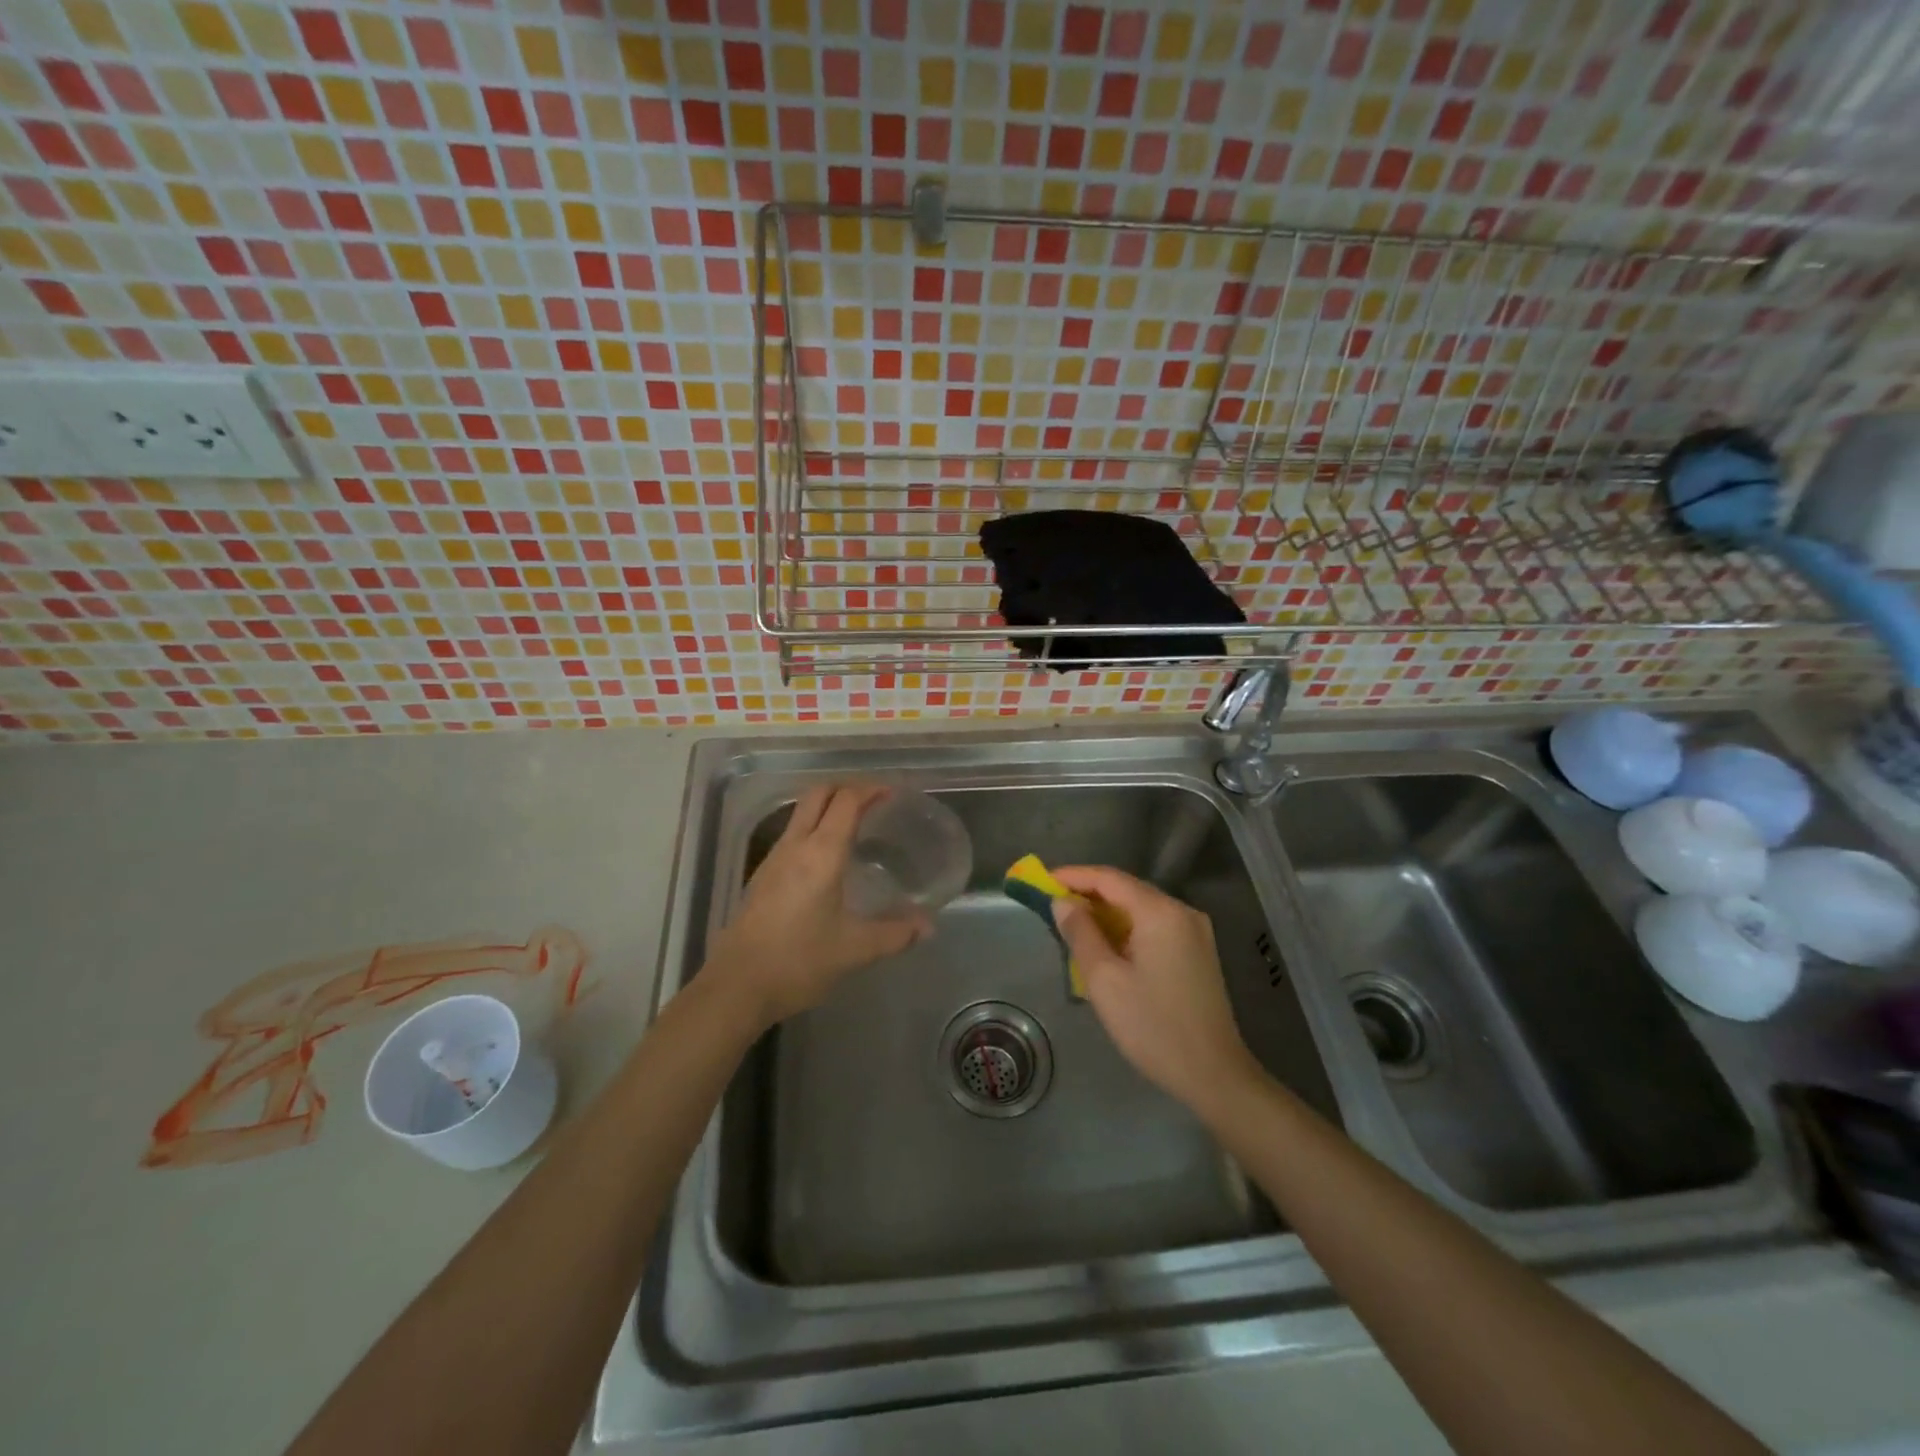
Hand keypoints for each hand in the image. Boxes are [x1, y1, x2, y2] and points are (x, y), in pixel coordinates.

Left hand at [707, 784, 930, 1026]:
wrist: (737, 985)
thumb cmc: (799, 961)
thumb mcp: (855, 950)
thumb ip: (895, 934)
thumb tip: (928, 926)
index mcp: (822, 853)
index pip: (847, 801)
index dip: (871, 789)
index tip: (893, 793)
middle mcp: (796, 845)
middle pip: (818, 794)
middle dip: (847, 788)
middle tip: (874, 801)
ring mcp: (774, 858)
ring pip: (802, 812)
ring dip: (828, 807)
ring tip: (856, 825)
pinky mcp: (762, 875)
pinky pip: (793, 834)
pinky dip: (814, 828)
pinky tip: (828, 859)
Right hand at [1051, 865, 1261, 1113]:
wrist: (1214, 1075)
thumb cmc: (1153, 1026)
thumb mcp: (1105, 980)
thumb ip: (1081, 933)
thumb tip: (1063, 902)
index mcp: (1160, 912)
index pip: (1109, 878)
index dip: (1073, 876)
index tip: (1041, 881)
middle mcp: (1182, 912)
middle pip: (1127, 890)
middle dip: (1088, 894)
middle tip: (1052, 905)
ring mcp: (1194, 932)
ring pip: (1140, 909)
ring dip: (1106, 913)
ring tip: (1072, 926)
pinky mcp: (1197, 952)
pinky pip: (1154, 926)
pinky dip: (1126, 929)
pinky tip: (1106, 945)